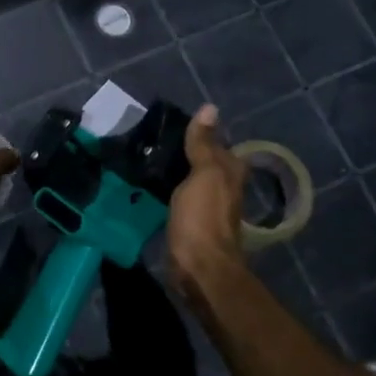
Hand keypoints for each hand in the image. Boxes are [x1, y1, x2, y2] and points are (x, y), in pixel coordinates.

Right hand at [167, 104, 248, 298]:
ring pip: (190, 181)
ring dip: (173, 172)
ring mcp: (207, 208)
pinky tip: (149, 187)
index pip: (216, 143)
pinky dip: (167, 191)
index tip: (169, 124)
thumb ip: (204, 143)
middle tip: (151, 139)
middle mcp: (223, 188)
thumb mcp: (204, 174)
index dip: (198, 133)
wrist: (199, 269)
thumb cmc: (203, 218)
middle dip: (184, 152)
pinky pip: (179, 199)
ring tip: (146, 159)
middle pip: (203, 162)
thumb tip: (210, 107)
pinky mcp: (190, 225)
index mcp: (230, 172)